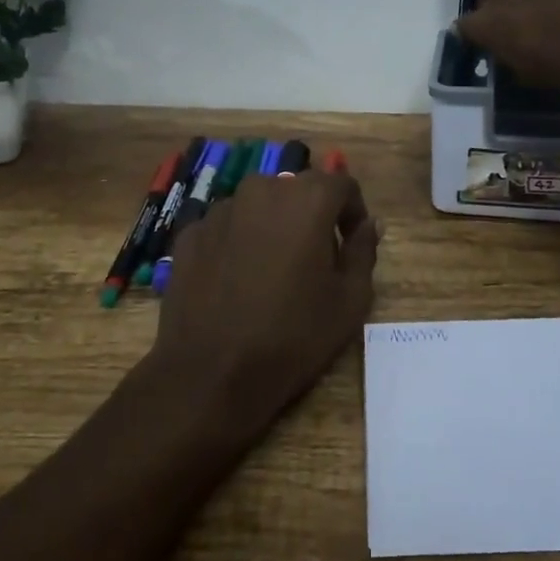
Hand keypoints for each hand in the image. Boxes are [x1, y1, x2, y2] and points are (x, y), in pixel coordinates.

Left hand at [151, 170, 378, 434]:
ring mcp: (220, 210)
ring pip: (259, 206)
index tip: (352, 242)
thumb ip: (364, 251)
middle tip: (315, 259)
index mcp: (307, 199)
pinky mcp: (190, 233)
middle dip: (312, 216)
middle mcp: (262, 189)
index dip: (353, 212)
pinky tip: (237, 281)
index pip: (342, 185)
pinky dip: (238, 242)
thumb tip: (369, 225)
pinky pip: (226, 227)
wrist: (210, 375)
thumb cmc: (292, 336)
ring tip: (272, 271)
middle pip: (298, 190)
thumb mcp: (350, 301)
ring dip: (273, 226)